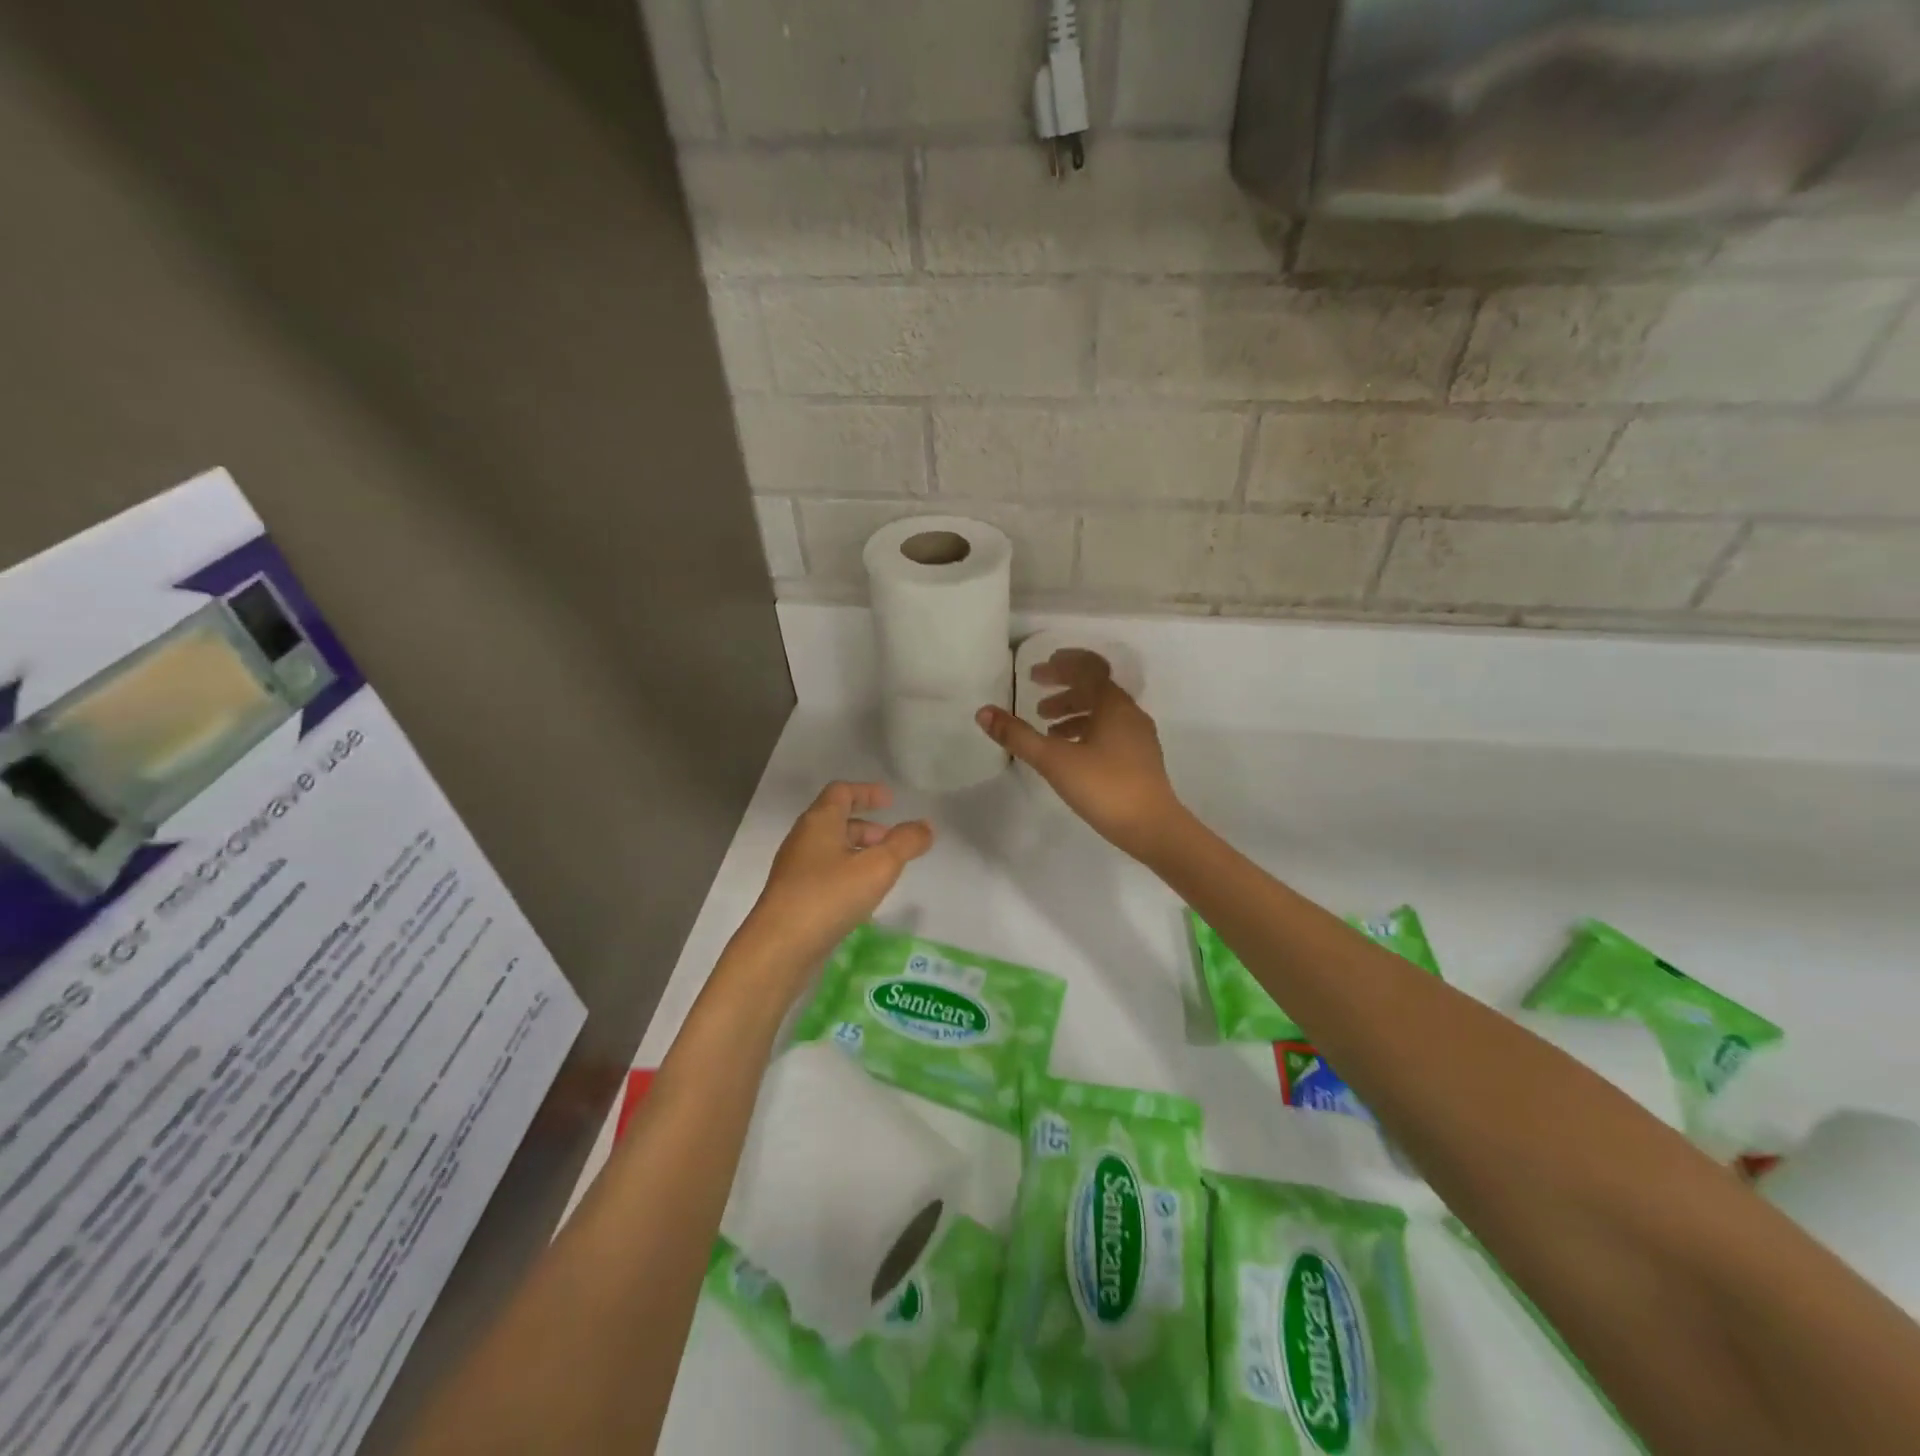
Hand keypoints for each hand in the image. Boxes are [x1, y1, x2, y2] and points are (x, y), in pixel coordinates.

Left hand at [736, 782, 932, 986]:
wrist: (779, 948)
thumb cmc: (829, 896)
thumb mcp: (878, 867)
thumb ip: (906, 843)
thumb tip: (926, 826)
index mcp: (819, 822)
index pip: (841, 792)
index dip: (867, 792)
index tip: (891, 801)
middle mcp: (803, 840)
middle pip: (836, 821)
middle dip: (867, 828)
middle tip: (893, 842)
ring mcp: (795, 870)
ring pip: (831, 850)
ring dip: (858, 853)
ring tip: (883, 872)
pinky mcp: (794, 898)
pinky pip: (825, 874)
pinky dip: (847, 875)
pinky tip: (862, 898)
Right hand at [976, 650, 1185, 861]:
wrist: (1153, 828)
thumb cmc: (1103, 787)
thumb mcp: (1054, 760)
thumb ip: (1018, 735)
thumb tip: (983, 712)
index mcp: (1113, 705)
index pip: (1089, 669)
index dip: (1062, 666)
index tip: (1036, 672)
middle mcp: (1130, 714)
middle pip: (1096, 689)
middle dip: (1064, 689)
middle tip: (1035, 695)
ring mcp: (1138, 737)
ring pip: (1103, 712)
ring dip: (1074, 712)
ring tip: (1046, 726)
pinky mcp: (1141, 759)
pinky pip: (1110, 732)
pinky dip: (1087, 731)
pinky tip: (1070, 752)